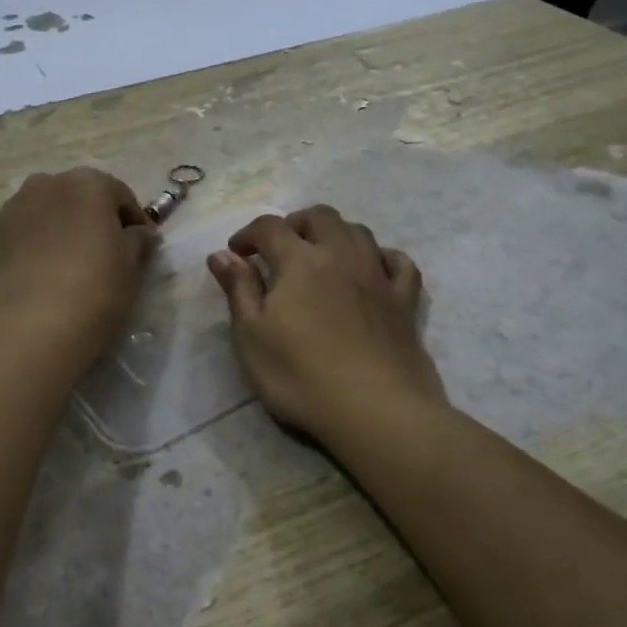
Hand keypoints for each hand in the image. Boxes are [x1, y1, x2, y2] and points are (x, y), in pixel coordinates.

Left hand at [0, 168, 156, 372]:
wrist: (32, 325)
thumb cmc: (95, 287)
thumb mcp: (131, 264)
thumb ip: (138, 240)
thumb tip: (139, 234)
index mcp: (88, 183)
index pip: (120, 195)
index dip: (135, 220)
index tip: (144, 246)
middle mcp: (49, 183)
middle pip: (81, 196)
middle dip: (96, 218)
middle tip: (108, 251)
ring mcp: (16, 207)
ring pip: (50, 211)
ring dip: (65, 227)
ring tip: (75, 261)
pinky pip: (28, 231)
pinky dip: (41, 242)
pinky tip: (48, 271)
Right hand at [208, 206, 444, 446]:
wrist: (376, 410)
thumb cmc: (301, 375)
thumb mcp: (252, 336)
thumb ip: (238, 289)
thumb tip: (221, 254)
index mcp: (299, 260)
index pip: (269, 227)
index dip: (248, 234)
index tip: (236, 253)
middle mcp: (341, 255)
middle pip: (319, 217)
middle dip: (294, 223)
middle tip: (278, 248)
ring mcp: (378, 275)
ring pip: (358, 231)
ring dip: (335, 233)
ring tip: (320, 254)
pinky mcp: (405, 301)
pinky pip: (399, 262)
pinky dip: (382, 257)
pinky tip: (373, 269)